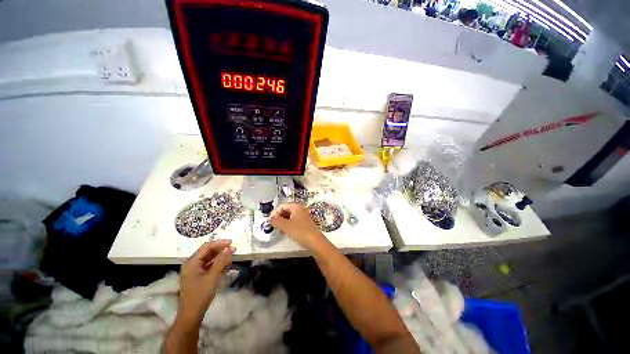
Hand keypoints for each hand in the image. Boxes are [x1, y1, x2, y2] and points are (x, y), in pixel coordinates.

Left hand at [178, 240, 234, 323]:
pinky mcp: (197, 276)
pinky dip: (217, 263)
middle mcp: (191, 264)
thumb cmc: (201, 294)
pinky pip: (208, 265)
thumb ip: (221, 261)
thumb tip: (229, 248)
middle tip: (234, 249)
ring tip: (231, 256)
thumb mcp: (213, 277)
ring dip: (220, 256)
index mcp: (192, 262)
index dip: (220, 243)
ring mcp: (194, 271)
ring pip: (209, 258)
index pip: (207, 247)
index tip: (232, 243)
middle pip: (207, 251)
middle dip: (221, 249)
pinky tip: (226, 264)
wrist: (191, 315)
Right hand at [270, 203, 324, 250]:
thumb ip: (276, 221)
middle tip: (274, 226)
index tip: (270, 221)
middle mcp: (300, 209)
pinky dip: (289, 225)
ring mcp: (303, 216)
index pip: (282, 206)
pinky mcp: (305, 223)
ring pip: (290, 216)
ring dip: (283, 222)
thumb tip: (270, 218)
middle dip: (279, 217)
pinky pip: (294, 221)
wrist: (315, 242)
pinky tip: (286, 232)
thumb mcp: (286, 226)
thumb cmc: (300, 231)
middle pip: (286, 210)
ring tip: (279, 229)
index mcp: (296, 206)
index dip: (275, 213)